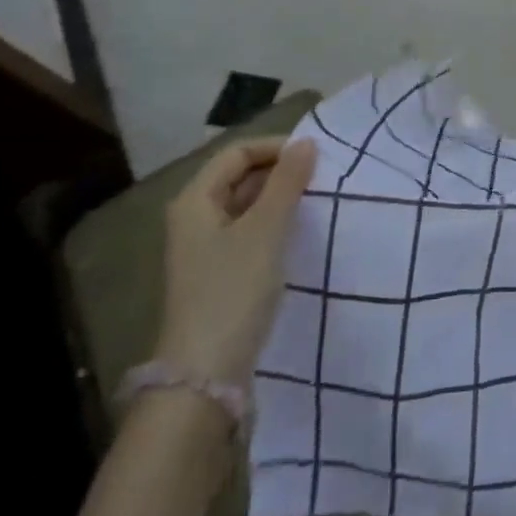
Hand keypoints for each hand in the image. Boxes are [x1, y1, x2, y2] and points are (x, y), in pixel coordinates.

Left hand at [154, 137, 316, 383]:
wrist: (206, 372)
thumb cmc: (234, 289)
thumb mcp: (265, 229)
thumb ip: (287, 182)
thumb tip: (306, 143)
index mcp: (194, 200)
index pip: (237, 153)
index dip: (276, 148)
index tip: (317, 157)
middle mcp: (194, 217)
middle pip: (239, 176)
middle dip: (280, 171)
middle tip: (321, 178)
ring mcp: (204, 247)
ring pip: (246, 204)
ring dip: (279, 197)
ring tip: (316, 201)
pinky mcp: (219, 272)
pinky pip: (249, 231)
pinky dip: (273, 223)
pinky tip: (298, 232)